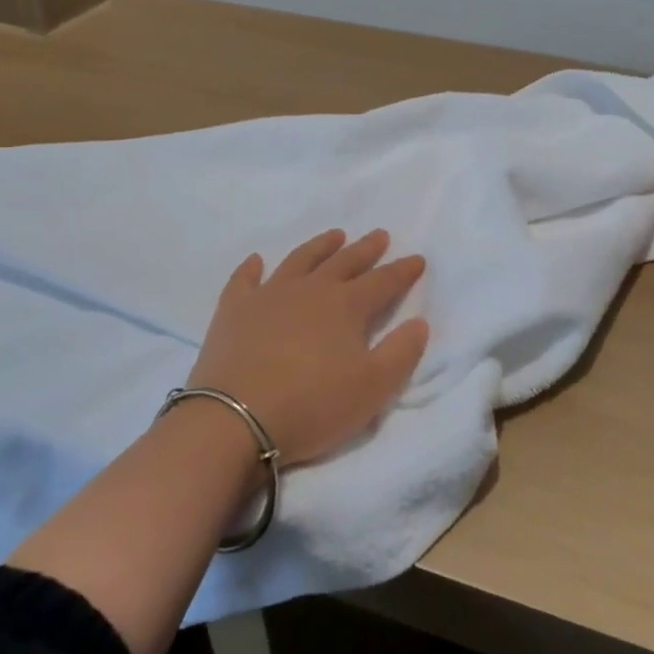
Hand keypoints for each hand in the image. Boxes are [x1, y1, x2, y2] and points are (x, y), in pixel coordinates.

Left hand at [186, 229, 428, 465]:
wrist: (236, 419)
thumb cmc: (313, 405)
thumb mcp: (373, 388)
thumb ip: (401, 353)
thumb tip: (418, 322)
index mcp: (346, 306)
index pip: (382, 282)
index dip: (402, 271)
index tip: (418, 259)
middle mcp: (310, 290)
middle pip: (344, 262)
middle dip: (365, 249)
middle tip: (379, 235)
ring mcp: (268, 296)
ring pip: (300, 260)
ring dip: (320, 246)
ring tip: (334, 235)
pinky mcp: (234, 310)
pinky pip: (244, 279)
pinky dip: (252, 267)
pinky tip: (257, 260)